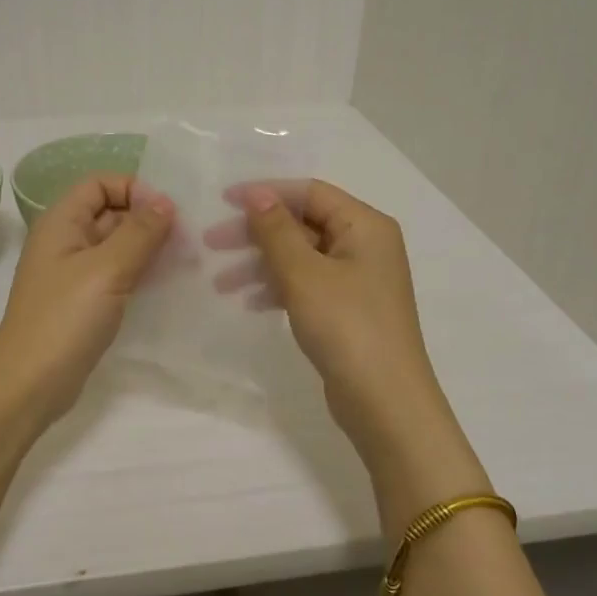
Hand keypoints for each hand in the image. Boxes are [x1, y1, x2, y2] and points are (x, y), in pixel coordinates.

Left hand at [0, 174, 175, 424]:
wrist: (29, 385)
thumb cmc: (64, 319)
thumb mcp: (106, 269)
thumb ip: (139, 232)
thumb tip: (165, 201)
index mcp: (61, 223)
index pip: (99, 183)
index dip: (133, 188)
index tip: (167, 211)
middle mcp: (66, 241)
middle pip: (111, 213)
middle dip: (148, 219)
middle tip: (189, 237)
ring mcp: (74, 274)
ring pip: (117, 246)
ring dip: (149, 248)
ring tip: (188, 259)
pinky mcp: (84, 302)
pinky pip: (117, 275)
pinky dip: (141, 274)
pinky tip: (170, 284)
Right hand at [214, 180, 452, 462]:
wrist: (385, 402)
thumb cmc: (346, 327)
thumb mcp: (304, 274)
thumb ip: (276, 230)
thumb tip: (256, 193)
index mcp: (366, 225)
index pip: (310, 192)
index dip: (266, 192)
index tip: (222, 201)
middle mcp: (366, 245)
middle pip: (303, 224)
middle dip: (257, 233)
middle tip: (211, 244)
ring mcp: (358, 279)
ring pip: (301, 256)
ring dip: (261, 264)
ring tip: (221, 284)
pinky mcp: (348, 309)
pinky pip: (307, 284)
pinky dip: (278, 287)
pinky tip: (250, 302)